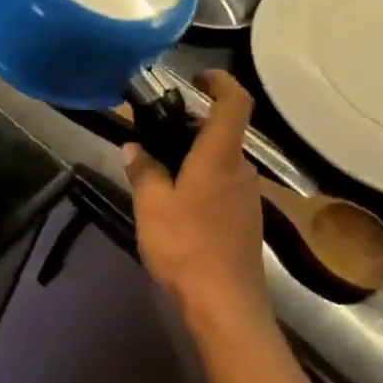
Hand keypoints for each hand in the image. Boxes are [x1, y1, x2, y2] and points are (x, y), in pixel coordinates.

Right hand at [125, 71, 269, 323]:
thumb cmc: (186, 246)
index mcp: (220, 157)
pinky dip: (201, 182)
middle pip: (222, 133)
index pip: (234, 102)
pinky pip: (223, 187)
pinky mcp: (246, 222)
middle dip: (191, 127)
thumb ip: (143, 170)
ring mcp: (248, 198)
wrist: (225, 305)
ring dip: (193, 158)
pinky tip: (176, 207)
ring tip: (157, 174)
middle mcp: (241, 171)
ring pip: (220, 163)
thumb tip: (134, 147)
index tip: (197, 77)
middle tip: (154, 135)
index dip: (220, 81)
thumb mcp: (151, 205)